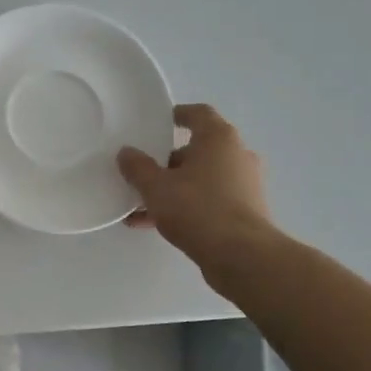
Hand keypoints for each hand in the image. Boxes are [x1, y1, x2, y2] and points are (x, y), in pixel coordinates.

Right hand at [118, 103, 278, 289]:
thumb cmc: (197, 209)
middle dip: (167, 161)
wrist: (241, 256)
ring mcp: (243, 184)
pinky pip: (207, 200)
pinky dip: (184, 206)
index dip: (177, 114)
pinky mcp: (244, 211)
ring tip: (140, 205)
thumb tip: (126, 153)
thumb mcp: (155, 187)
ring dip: (172, 188)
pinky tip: (153, 224)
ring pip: (200, 178)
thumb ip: (137, 167)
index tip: (157, 123)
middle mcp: (236, 155)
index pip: (199, 114)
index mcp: (218, 139)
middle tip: (142, 172)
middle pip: (197, 150)